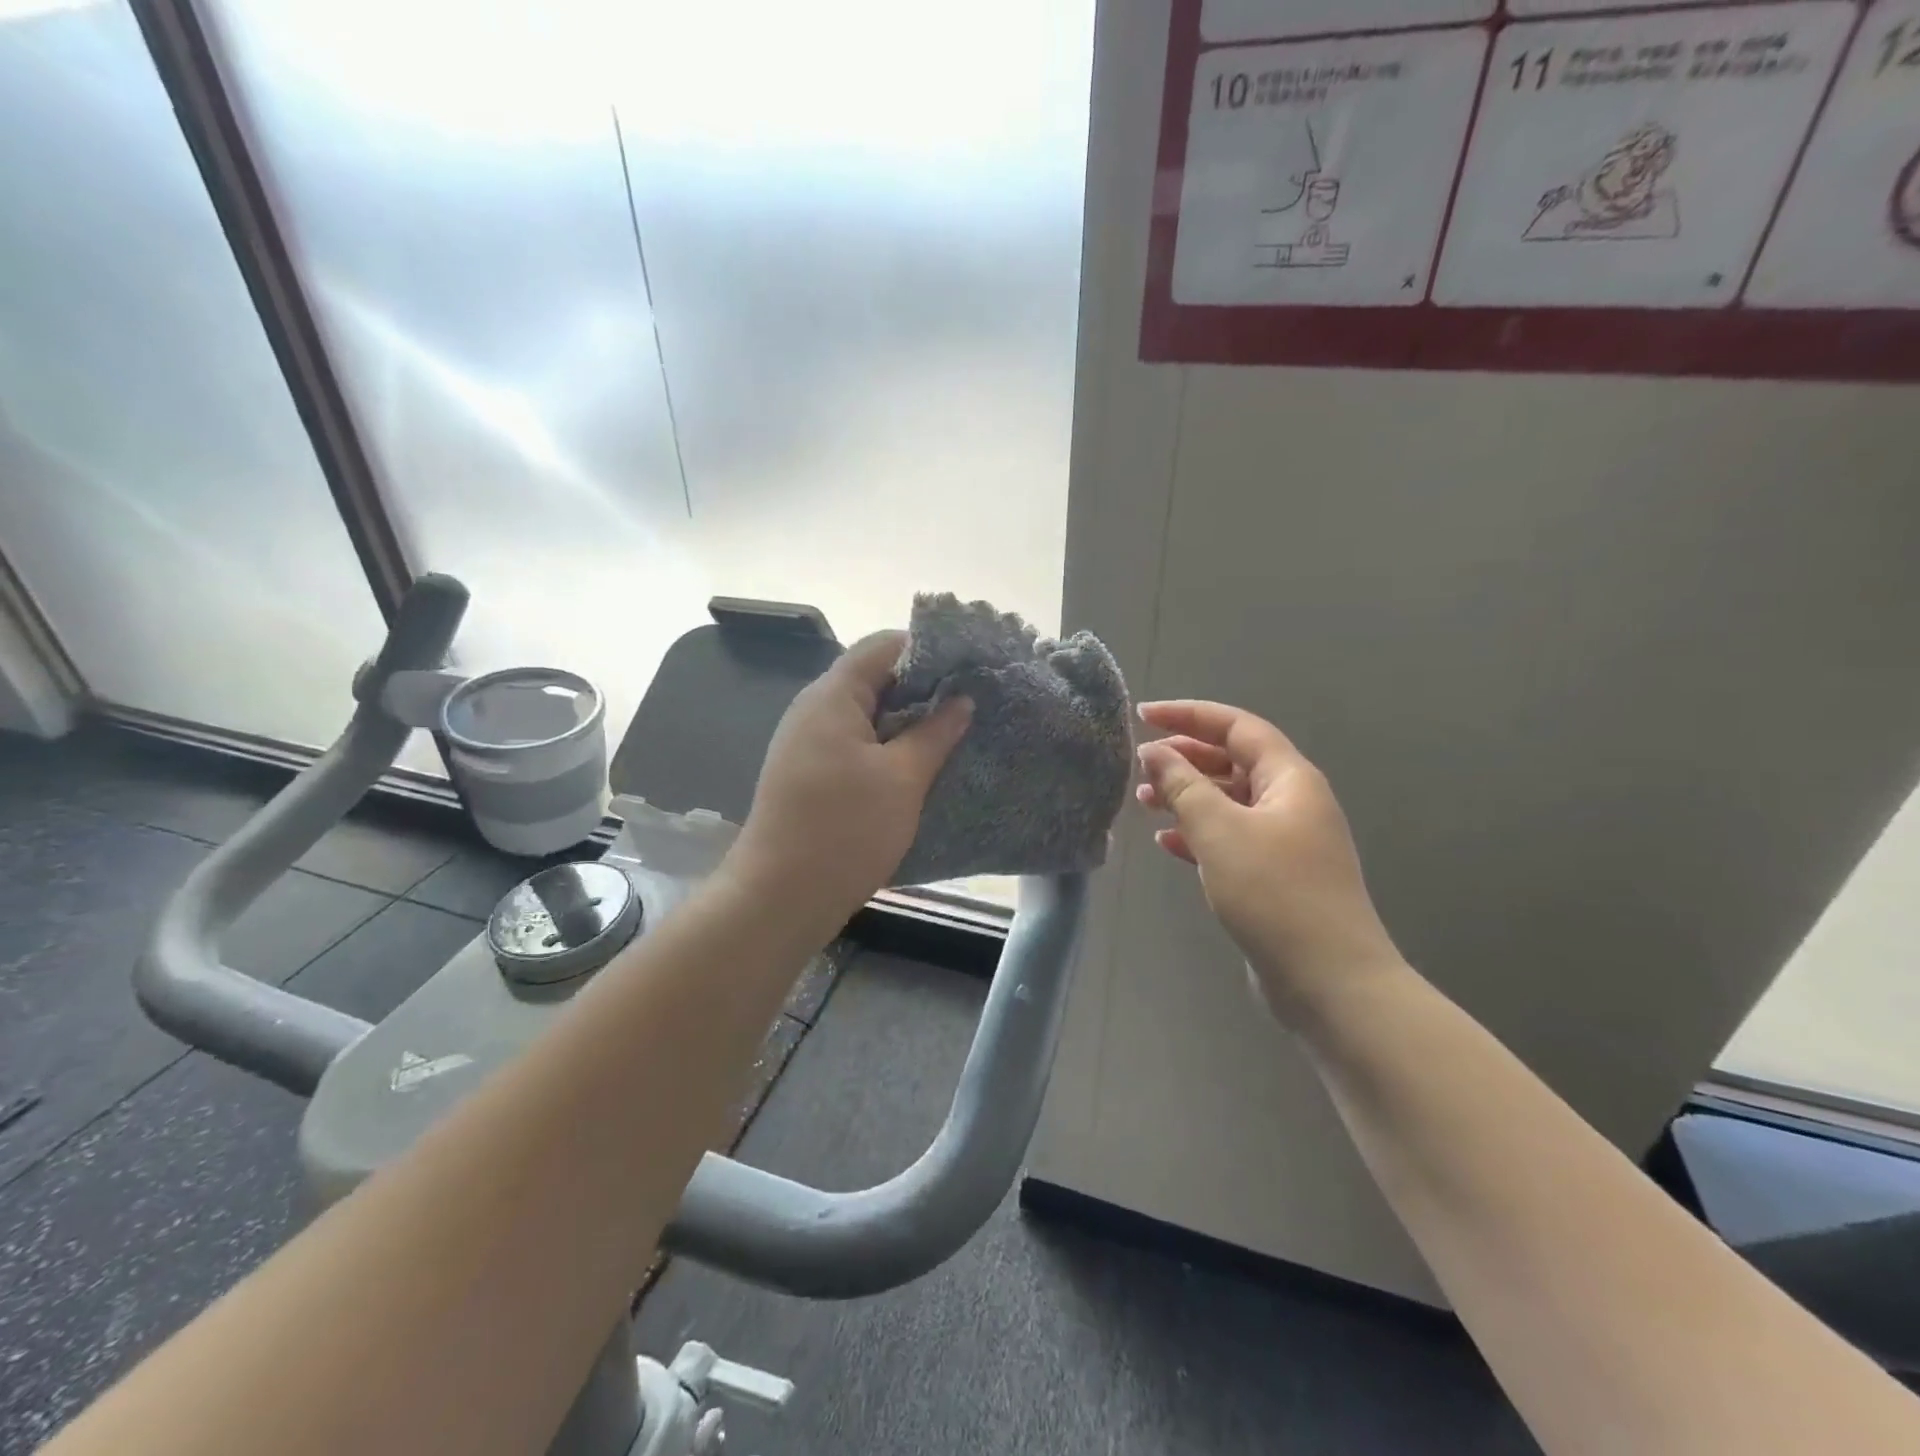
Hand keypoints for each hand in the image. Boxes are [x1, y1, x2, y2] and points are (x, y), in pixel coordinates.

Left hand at [729, 632, 972, 933]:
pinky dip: (888, 747)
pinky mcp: (810, 773)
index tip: (969, 667)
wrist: (780, 898)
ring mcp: (808, 743)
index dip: (928, 649)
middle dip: (923, 687)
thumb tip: (961, 699)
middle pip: (874, 677)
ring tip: (953, 733)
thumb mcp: (902, 779)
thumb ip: (935, 733)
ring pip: (867, 714)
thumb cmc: (845, 830)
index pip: (883, 646)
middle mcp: (815, 709)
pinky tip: (919, 765)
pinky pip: (856, 744)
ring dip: (907, 721)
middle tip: (970, 703)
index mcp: (833, 696)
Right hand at [1135, 700, 1401, 1023]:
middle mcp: (1292, 802)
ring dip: (1187, 797)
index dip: (1188, 715)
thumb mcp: (1219, 831)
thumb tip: (1155, 753)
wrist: (1329, 981)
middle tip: (1140, 765)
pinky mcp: (1275, 876)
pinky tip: (1167, 844)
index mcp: (1290, 779)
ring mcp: (1286, 841)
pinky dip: (1198, 834)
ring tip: (1144, 803)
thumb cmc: (1274, 893)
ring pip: (1229, 802)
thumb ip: (1183, 786)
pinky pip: (1231, 839)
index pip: (1237, 727)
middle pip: (1233, 761)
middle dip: (1185, 758)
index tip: (1144, 716)